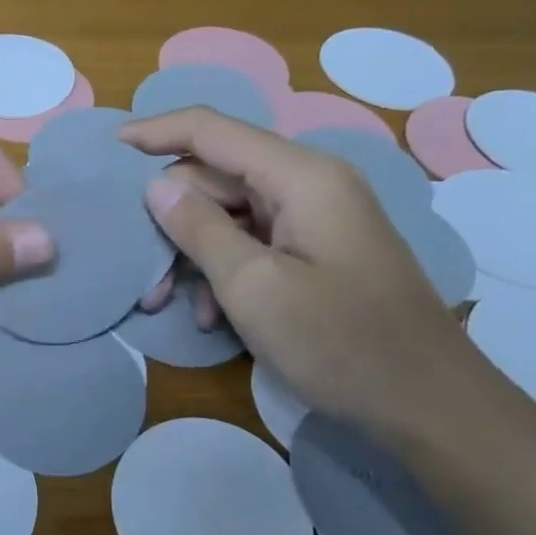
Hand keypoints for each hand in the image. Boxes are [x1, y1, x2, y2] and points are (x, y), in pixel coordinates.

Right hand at [121, 108, 492, 441]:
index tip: (106, 151)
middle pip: (217, 177)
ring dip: (192, 253)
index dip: (155, 133)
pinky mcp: (318, 253)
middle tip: (134, 267)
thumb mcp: (254, 288)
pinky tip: (208, 316)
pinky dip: (224, 272)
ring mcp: (316, 219)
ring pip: (231, 215)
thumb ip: (199, 230)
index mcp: (300, 176)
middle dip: (170, 218)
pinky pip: (255, 245)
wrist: (429, 404)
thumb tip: (155, 186)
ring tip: (162, 300)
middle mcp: (309, 184)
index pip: (212, 130)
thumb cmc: (340, 343)